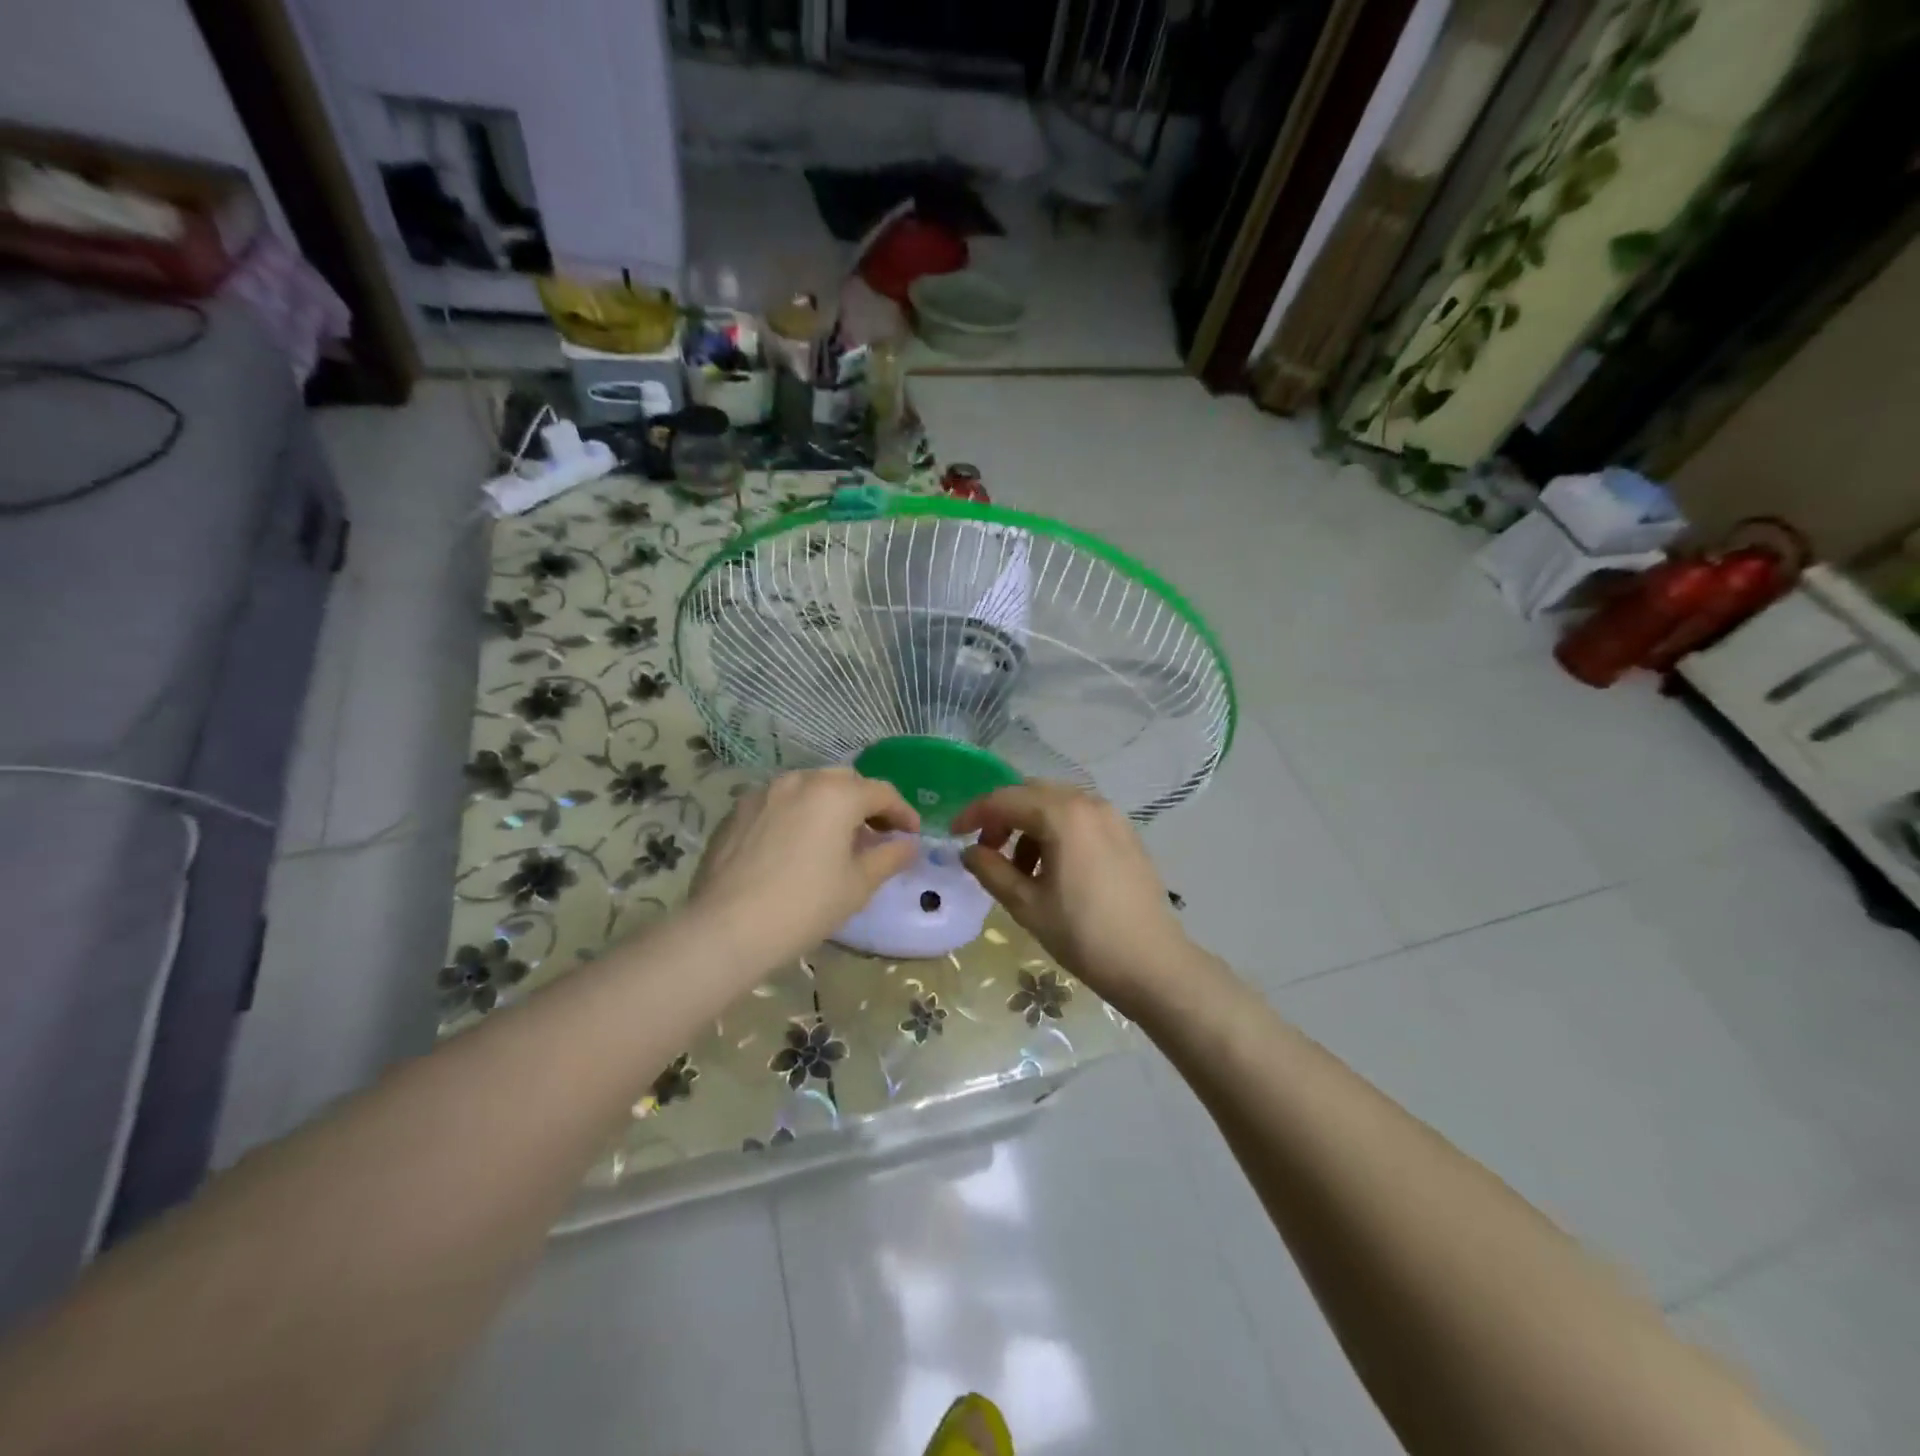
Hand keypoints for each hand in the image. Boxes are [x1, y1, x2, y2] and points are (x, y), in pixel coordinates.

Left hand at [690, 768, 920, 966]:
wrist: (727, 928)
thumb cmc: (805, 905)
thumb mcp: (858, 884)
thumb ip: (889, 857)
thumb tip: (908, 844)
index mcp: (836, 794)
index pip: (881, 792)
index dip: (902, 812)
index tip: (911, 834)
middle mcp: (800, 781)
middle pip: (844, 782)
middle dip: (864, 803)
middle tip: (875, 834)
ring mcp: (763, 793)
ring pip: (808, 788)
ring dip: (828, 806)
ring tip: (833, 839)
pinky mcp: (736, 811)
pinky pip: (778, 804)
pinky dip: (796, 815)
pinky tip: (794, 847)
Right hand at [954, 781, 1189, 1009]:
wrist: (1152, 964)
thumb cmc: (1084, 934)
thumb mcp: (1027, 905)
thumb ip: (991, 870)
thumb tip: (969, 851)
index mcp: (1063, 815)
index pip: (1004, 800)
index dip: (973, 814)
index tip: (953, 835)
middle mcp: (1089, 803)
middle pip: (1031, 794)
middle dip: (1003, 817)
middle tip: (985, 851)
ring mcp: (1112, 817)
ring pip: (1057, 805)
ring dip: (1029, 825)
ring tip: (1019, 869)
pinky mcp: (1126, 834)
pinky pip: (1080, 819)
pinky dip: (1056, 832)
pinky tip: (1052, 869)